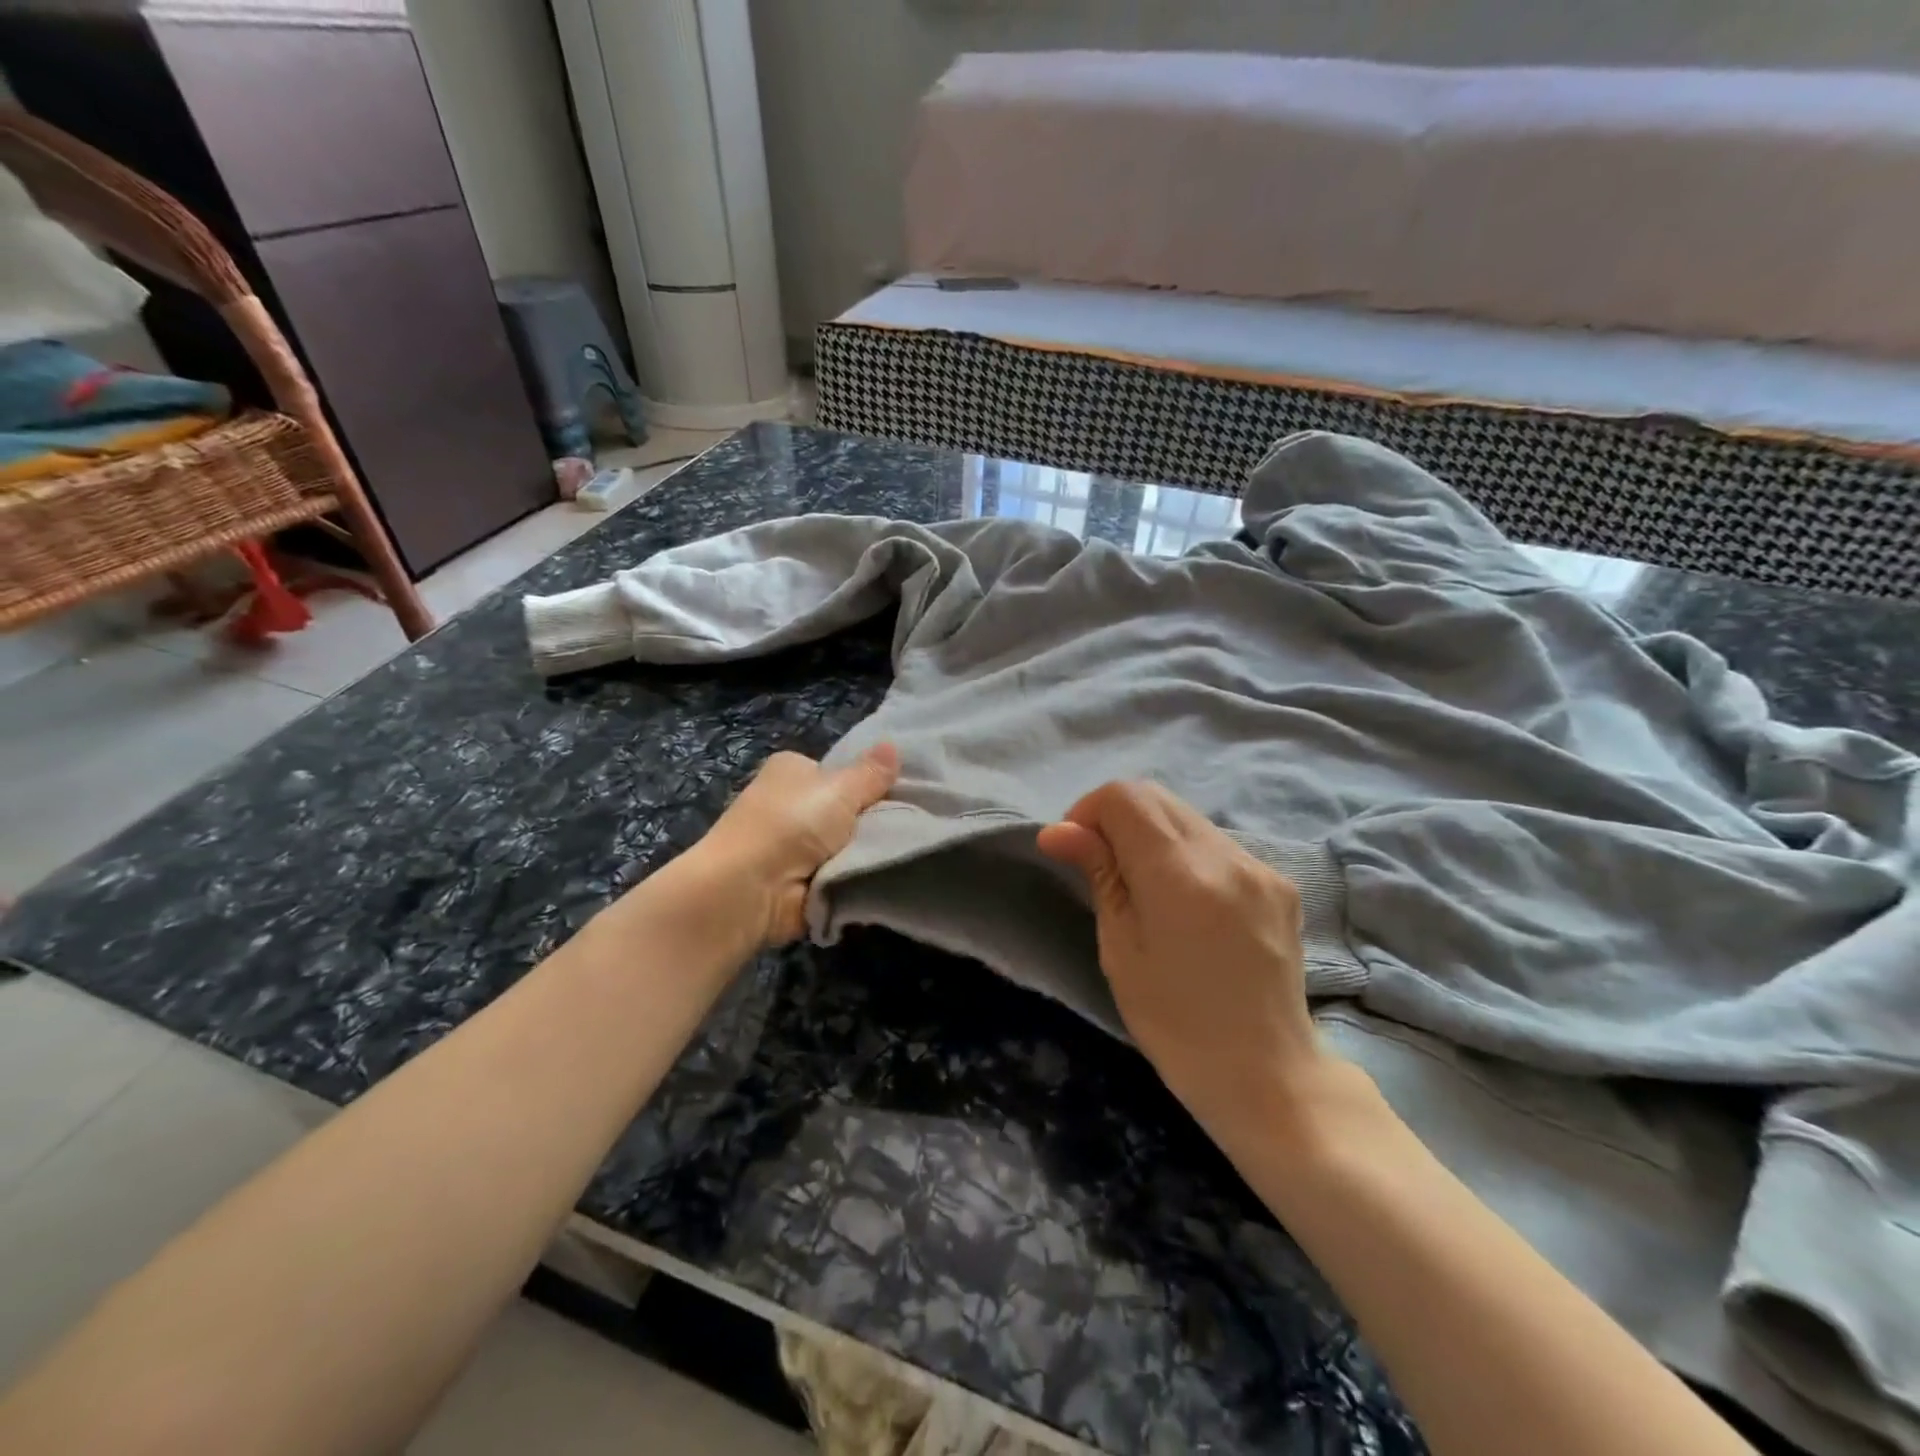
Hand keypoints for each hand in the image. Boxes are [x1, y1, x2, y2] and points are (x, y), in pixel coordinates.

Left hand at [696, 744, 900, 945]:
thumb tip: (893, 745)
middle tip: (910, 825)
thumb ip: (871, 773)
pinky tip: (882, 875)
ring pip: (847, 844)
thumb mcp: (840, 789)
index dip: (869, 782)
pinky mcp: (799, 881)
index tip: (901, 794)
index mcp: (792, 770)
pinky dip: (855, 877)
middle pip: (846, 809)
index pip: (839, 771)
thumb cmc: (792, 823)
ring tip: (902, 853)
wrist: (752, 888)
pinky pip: (841, 873)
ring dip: (866, 852)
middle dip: (872, 820)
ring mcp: (793, 845)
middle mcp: (790, 803)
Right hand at [1036, 781, 1337, 1153]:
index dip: (1089, 811)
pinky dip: (1187, 855)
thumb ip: (1098, 875)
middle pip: (1157, 797)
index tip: (1077, 851)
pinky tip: (1187, 903)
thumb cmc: (1176, 1024)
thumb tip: (1057, 831)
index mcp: (1180, 876)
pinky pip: (1218, 844)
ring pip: (1188, 818)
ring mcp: (1260, 866)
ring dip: (1152, 835)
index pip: (1125, 797)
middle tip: (1102, 865)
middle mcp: (1226, 856)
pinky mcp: (1279, 881)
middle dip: (1117, 817)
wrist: (1268, 1074)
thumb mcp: (1121, 950)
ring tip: (1145, 889)